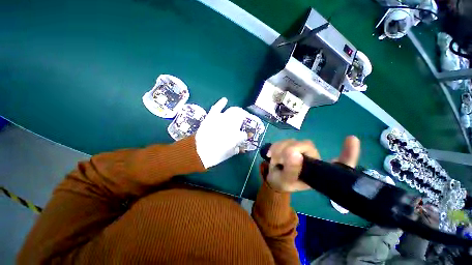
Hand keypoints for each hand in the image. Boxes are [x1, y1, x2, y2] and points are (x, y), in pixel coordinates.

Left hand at [195, 98, 248, 168]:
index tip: (245, 137)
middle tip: (243, 121)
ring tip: (238, 112)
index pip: (244, 134)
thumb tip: (240, 147)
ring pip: (233, 111)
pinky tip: (225, 100)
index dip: (245, 136)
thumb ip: (237, 148)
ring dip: (237, 111)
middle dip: (244, 118)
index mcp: (237, 136)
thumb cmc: (215, 155)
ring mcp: (221, 119)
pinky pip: (217, 107)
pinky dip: (221, 103)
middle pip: (241, 117)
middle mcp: (232, 125)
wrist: (198, 152)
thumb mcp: (229, 154)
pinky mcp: (212, 117)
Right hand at [264, 136, 360, 191]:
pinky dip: (275, 146)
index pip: (339, 164)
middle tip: (278, 160)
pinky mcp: (291, 146)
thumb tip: (294, 153)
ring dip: (280, 148)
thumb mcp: (285, 181)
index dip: (348, 153)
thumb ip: (290, 171)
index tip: (351, 138)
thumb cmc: (282, 183)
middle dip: (290, 149)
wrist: (273, 178)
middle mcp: (312, 160)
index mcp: (318, 172)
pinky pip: (284, 140)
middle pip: (306, 145)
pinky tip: (271, 154)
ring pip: (293, 141)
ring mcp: (301, 151)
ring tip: (273, 160)